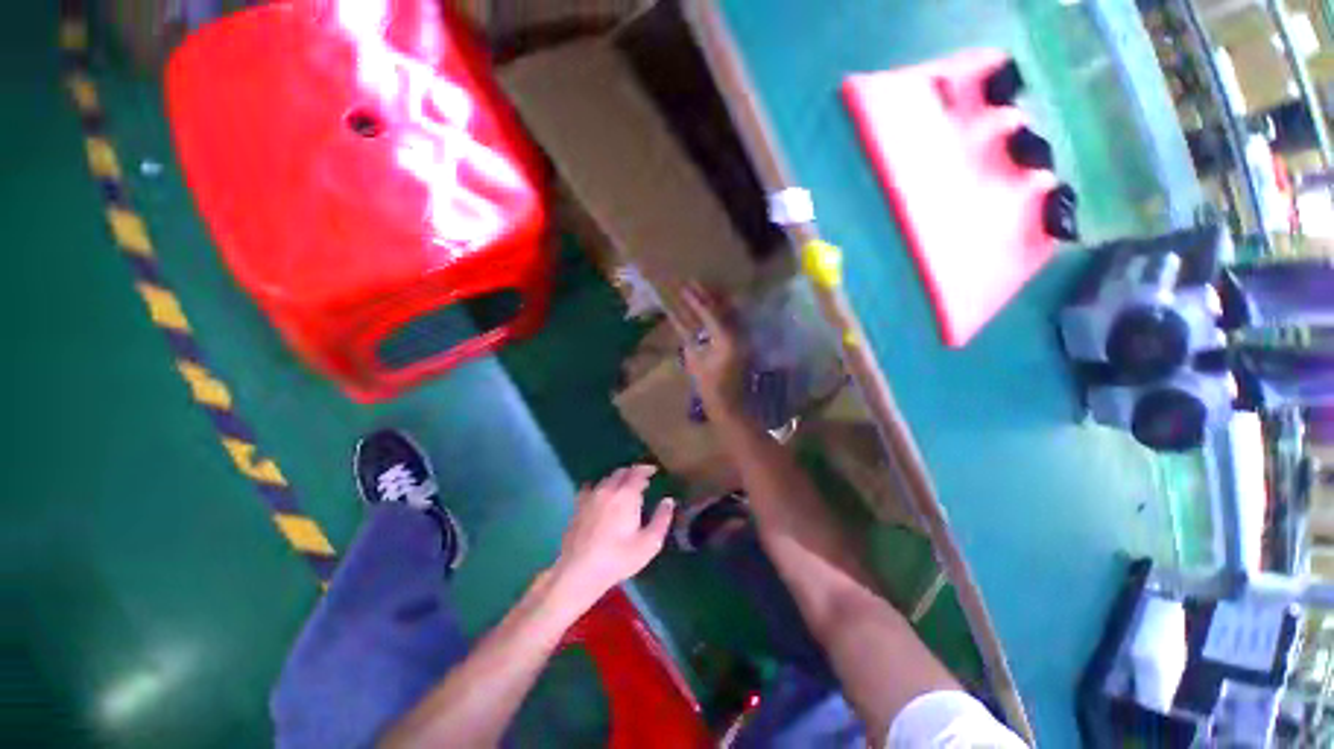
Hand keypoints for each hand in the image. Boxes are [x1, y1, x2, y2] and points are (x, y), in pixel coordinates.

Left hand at [550, 465, 674, 611]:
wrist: (579, 571)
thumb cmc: (618, 558)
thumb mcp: (649, 543)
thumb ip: (662, 519)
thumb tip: (669, 501)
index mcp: (626, 495)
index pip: (638, 472)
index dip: (647, 469)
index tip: (654, 471)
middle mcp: (608, 489)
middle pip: (621, 472)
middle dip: (633, 473)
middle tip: (642, 481)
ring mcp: (590, 496)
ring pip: (606, 478)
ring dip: (618, 479)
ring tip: (624, 488)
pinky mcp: (578, 506)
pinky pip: (591, 488)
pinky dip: (600, 487)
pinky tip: (601, 495)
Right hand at [671, 282, 746, 422]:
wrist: (732, 407)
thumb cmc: (711, 390)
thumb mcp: (695, 363)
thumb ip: (688, 340)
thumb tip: (678, 320)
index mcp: (725, 339)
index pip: (711, 312)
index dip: (697, 299)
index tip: (685, 285)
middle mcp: (737, 334)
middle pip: (722, 308)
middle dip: (708, 294)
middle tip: (694, 281)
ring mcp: (741, 339)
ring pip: (727, 313)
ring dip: (714, 301)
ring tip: (701, 289)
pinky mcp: (742, 345)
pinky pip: (730, 324)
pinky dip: (718, 315)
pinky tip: (711, 309)